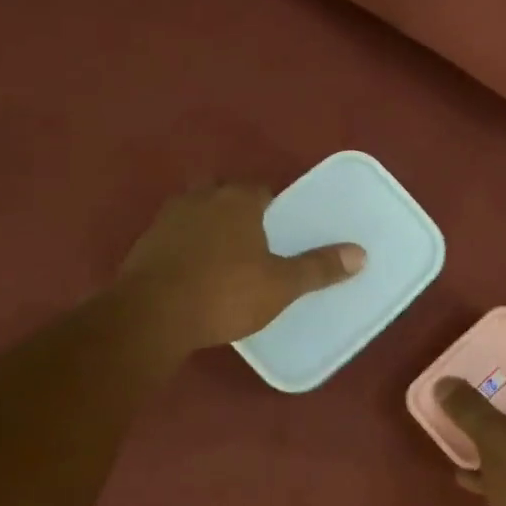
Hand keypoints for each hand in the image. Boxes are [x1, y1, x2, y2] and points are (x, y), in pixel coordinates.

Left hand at [116, 183, 365, 354]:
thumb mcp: (280, 285)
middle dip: (238, 212)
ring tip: (225, 259)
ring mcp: (167, 219)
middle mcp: (200, 198)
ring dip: (209, 228)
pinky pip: (174, 237)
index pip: (261, 190)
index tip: (280, 229)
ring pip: (196, 214)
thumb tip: (360, 254)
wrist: (152, 315)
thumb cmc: (225, 293)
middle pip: (225, 196)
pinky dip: (186, 248)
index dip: (273, 207)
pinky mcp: (144, 244)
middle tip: (254, 242)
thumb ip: (319, 268)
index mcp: (237, 200)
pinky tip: (194, 274)